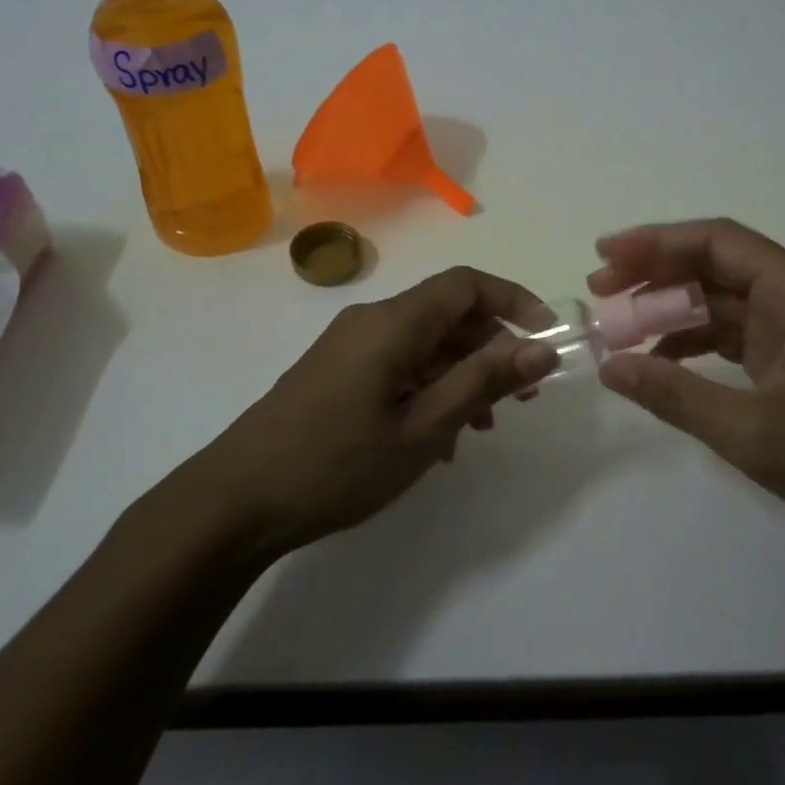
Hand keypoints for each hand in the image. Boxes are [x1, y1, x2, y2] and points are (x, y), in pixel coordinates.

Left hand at [183, 266, 558, 553]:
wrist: (237, 500)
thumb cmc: (338, 463)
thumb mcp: (424, 428)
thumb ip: (484, 381)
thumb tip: (541, 348)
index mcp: (393, 322)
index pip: (466, 284)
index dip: (514, 302)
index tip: (547, 338)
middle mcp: (371, 321)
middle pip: (447, 314)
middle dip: (492, 348)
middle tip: (522, 397)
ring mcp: (349, 346)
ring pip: (424, 343)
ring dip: (461, 374)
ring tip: (482, 427)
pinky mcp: (336, 372)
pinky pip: (397, 364)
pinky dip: (428, 387)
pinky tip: (437, 438)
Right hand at [589, 218, 784, 554]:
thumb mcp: (752, 431)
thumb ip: (675, 394)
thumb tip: (608, 366)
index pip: (718, 244)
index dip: (656, 242)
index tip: (605, 256)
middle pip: (716, 267)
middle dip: (655, 276)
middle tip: (598, 293)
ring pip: (722, 303)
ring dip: (670, 311)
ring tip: (617, 328)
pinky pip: (735, 337)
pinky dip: (694, 344)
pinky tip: (659, 360)